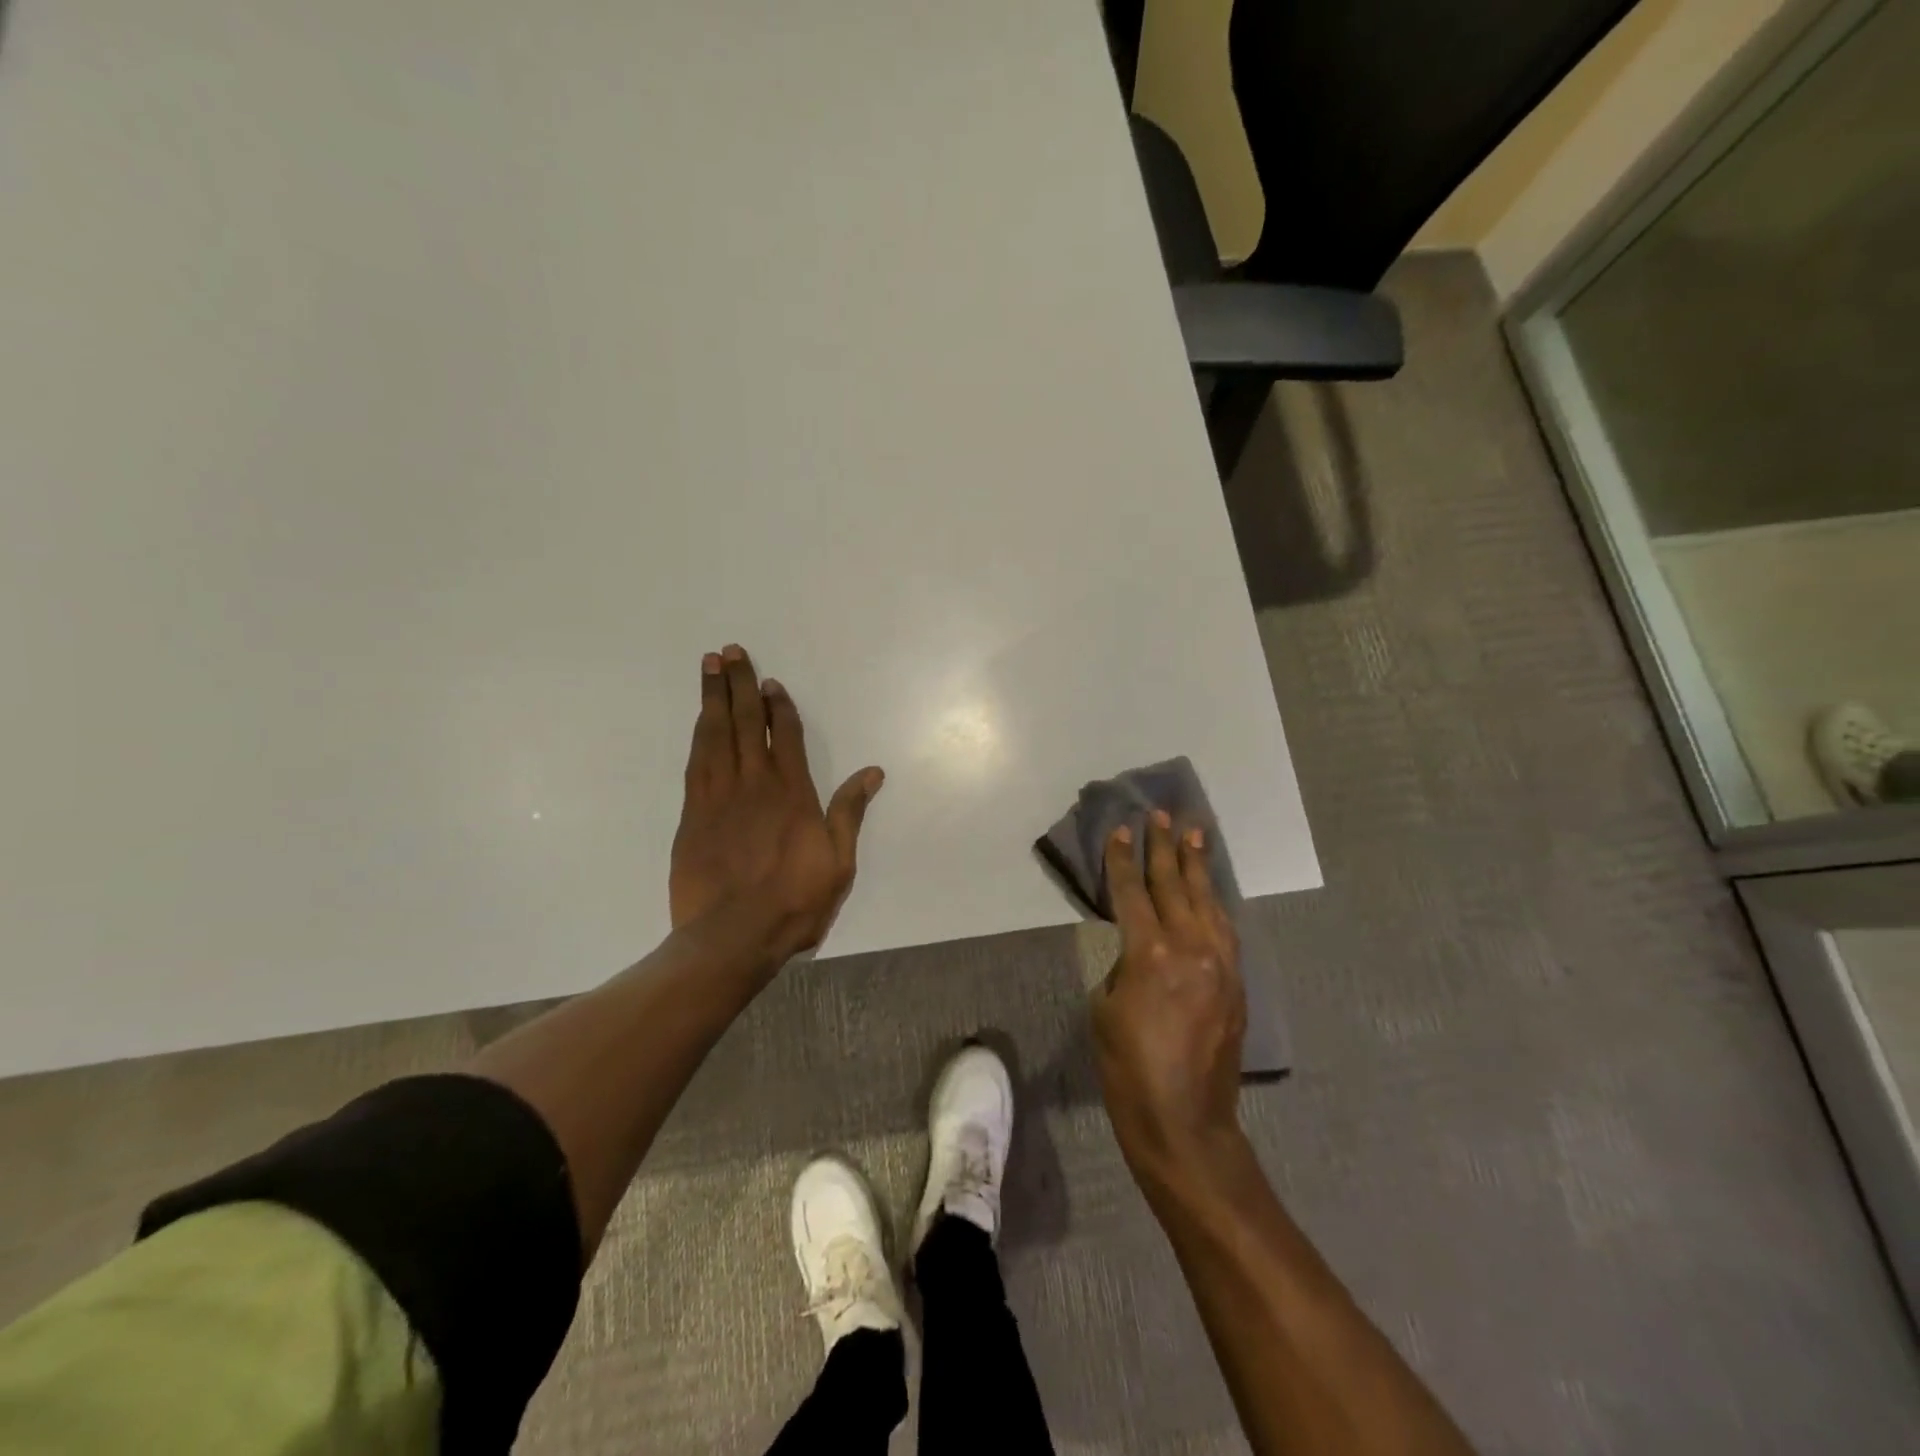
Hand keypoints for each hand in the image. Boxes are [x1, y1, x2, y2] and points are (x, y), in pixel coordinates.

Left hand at [670, 644, 883, 971]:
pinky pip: (696, 762)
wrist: (732, 937)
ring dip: (713, 698)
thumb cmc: (794, 902)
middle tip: (730, 651)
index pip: (786, 736)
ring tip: (710, 666)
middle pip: (746, 723)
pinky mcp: (693, 815)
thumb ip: (850, 812)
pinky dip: (699, 735)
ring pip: (715, 735)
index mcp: (792, 794)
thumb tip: (872, 772)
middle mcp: (754, 785)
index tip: (770, 681)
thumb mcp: (838, 862)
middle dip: (739, 685)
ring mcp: (718, 797)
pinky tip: (700, 719)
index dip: (779, 706)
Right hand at [1091, 810, 1247, 1192]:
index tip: (1122, 829)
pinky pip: (1225, 930)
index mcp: (1150, 954)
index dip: (1123, 859)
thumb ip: (1123, 968)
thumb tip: (1140, 954)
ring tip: (1195, 834)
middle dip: (1166, 848)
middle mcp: (1191, 948)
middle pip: (1175, 885)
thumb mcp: (1104, 1010)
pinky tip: (1211, 890)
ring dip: (1198, 866)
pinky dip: (1215, 903)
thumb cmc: (1128, 1069)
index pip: (1132, 892)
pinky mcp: (1237, 983)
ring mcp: (1221, 964)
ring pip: (1208, 901)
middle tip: (1163, 814)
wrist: (1185, 1123)